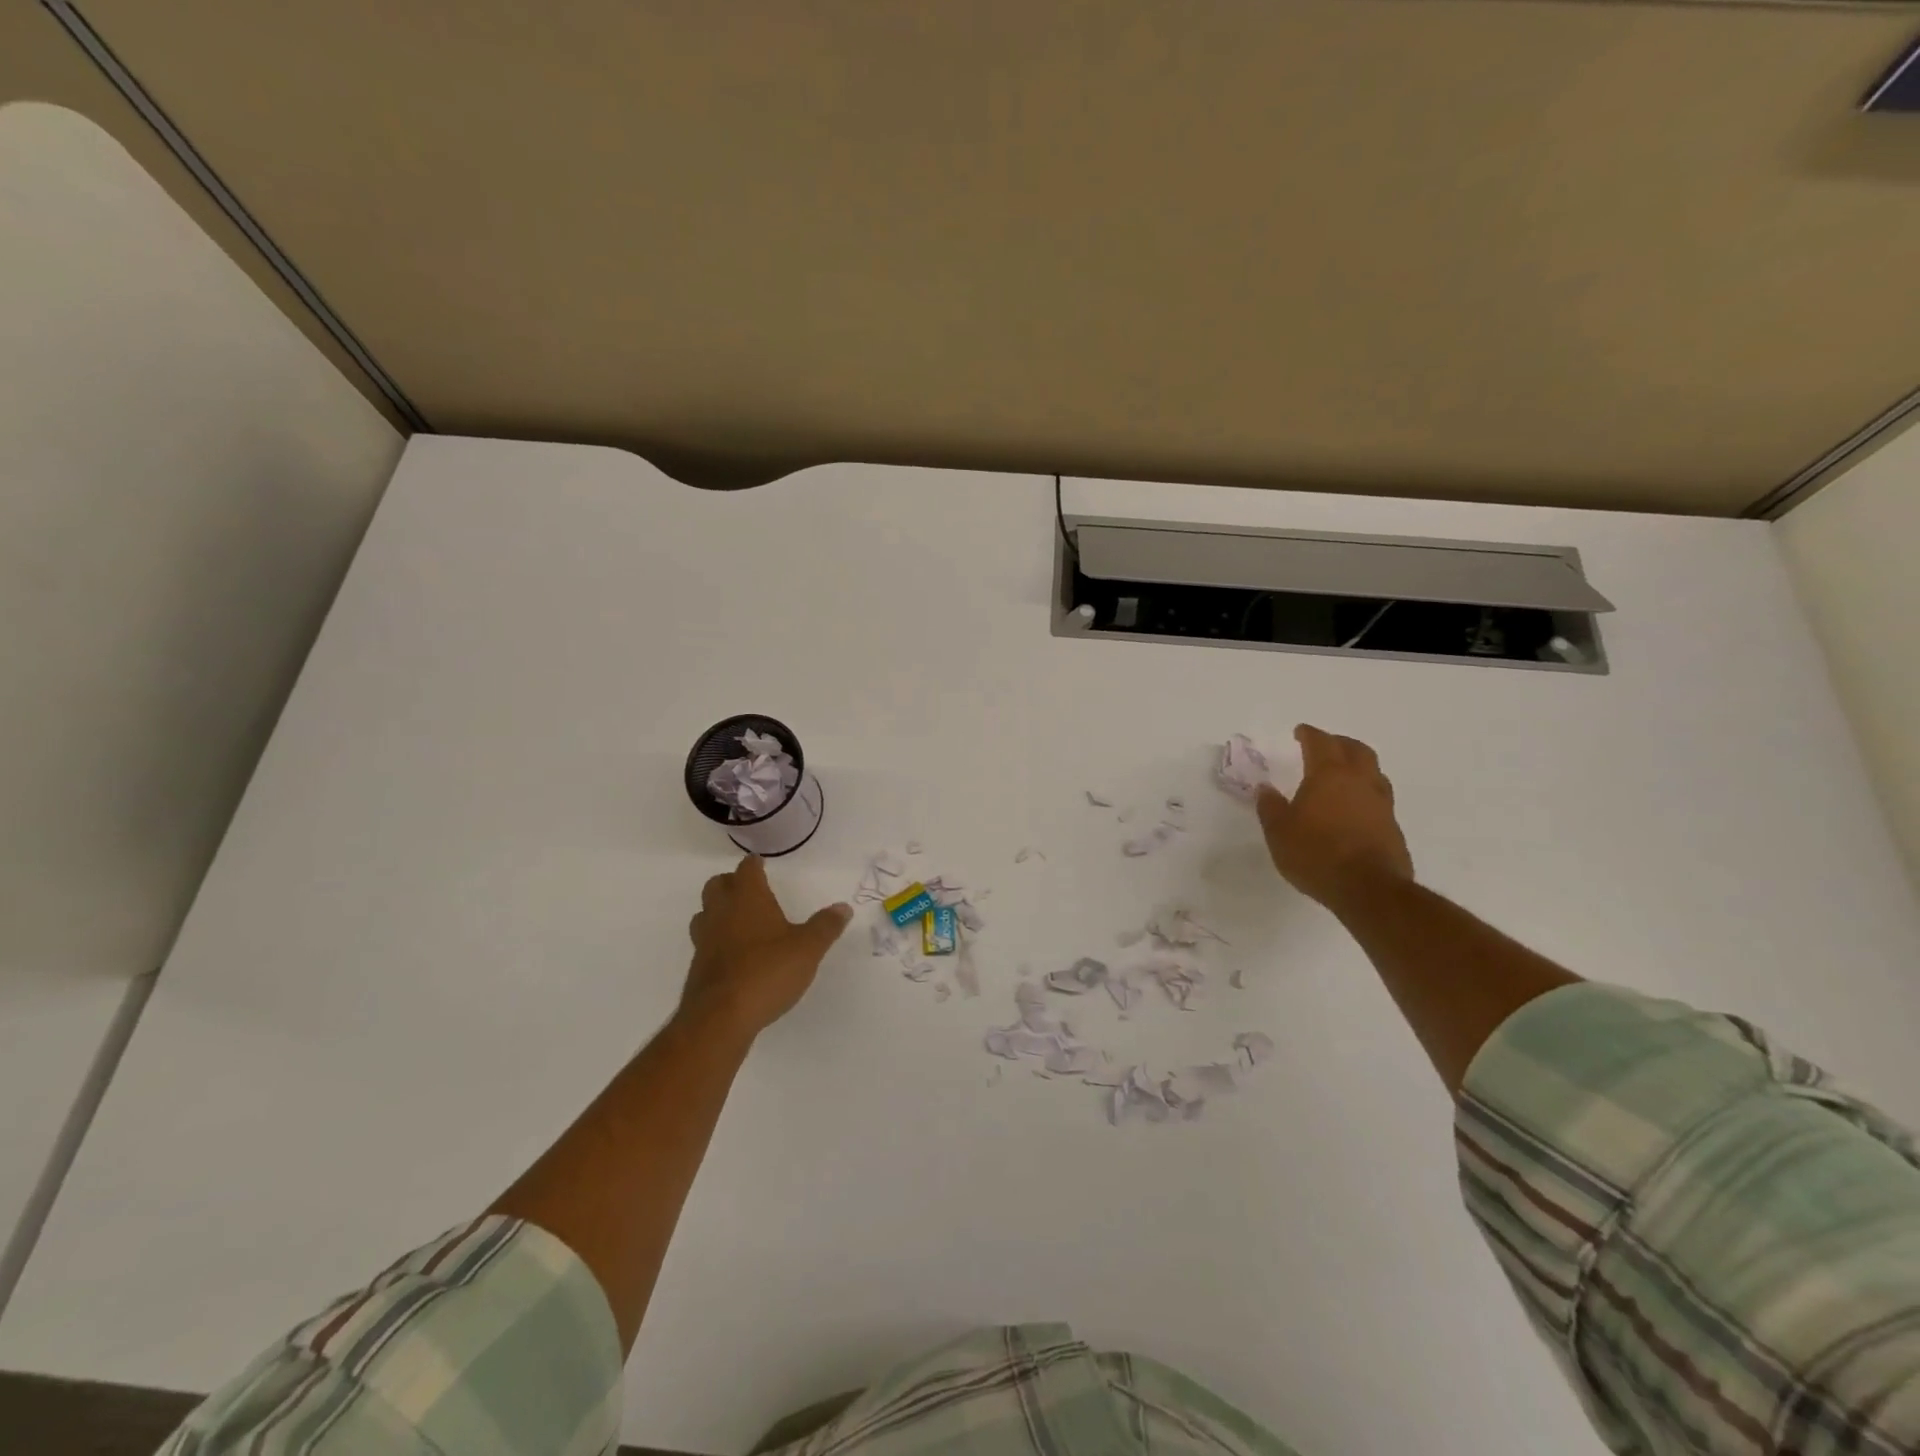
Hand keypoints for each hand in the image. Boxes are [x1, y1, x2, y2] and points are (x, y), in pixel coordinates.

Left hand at [682, 856, 851, 1037]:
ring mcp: (705, 940)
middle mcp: (721, 913)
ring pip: (705, 913)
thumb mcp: (808, 949)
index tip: (759, 862)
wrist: (721, 1017)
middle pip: (717, 885)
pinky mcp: (698, 967)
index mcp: (748, 899)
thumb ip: (825, 926)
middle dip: (731, 883)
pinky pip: (704, 942)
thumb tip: (843, 907)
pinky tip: (733, 954)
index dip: (753, 864)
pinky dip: (716, 939)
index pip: (746, 870)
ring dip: (718, 910)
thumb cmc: (768, 971)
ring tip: (737, 919)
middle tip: (748, 888)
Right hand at [1255, 724, 1412, 908]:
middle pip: (1356, 749)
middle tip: (1325, 745)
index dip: (1309, 734)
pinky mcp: (1393, 826)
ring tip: (1344, 773)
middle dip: (1339, 743)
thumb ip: (1270, 807)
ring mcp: (1381, 803)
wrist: (1369, 889)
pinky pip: (1379, 797)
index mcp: (1329, 775)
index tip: (1300, 731)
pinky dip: (1365, 792)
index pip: (1320, 743)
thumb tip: (1265, 788)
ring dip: (1358, 765)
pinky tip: (1354, 807)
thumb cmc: (1316, 854)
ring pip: (1373, 771)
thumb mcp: (1279, 832)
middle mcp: (1359, 781)